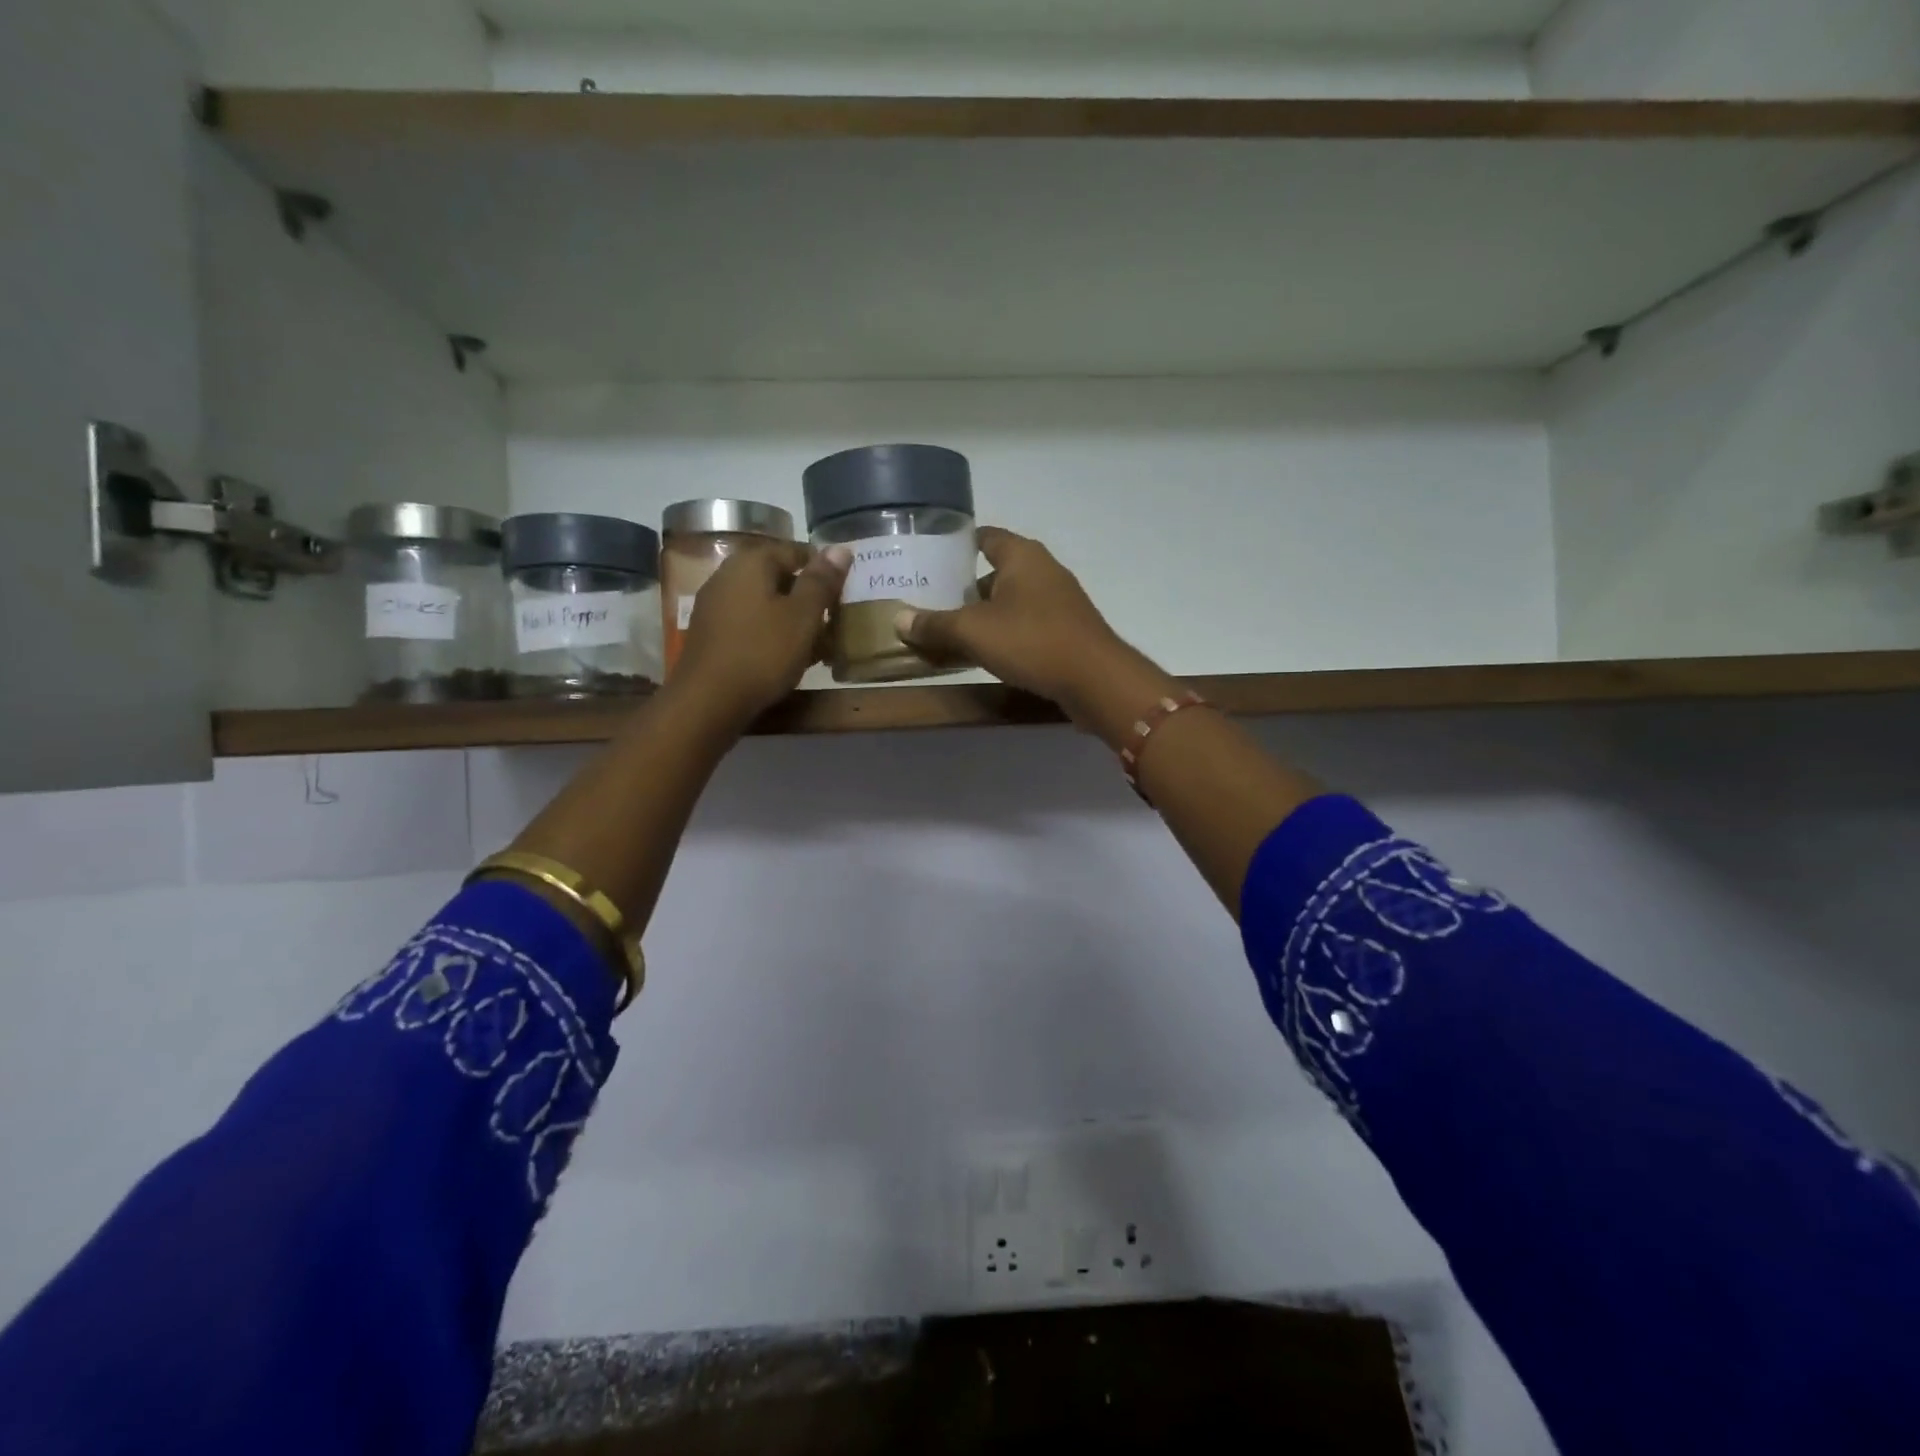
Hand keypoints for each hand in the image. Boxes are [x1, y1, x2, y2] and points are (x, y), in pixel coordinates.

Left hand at [672, 541, 849, 726]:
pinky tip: (784, 657)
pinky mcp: (709, 634)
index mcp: (751, 562)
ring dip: (790, 618)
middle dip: (806, 597)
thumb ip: (822, 580)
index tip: (842, 595)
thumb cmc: (763, 652)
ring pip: (763, 602)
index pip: (796, 551)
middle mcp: (727, 574)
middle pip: (777, 576)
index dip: (823, 571)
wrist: (708, 701)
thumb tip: (841, 547)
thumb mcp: (803, 616)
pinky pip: (749, 623)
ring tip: (814, 644)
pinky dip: (770, 633)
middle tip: (831, 622)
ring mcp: (714, 605)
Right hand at [895, 527, 1152, 725]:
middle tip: (931, 602)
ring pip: (1011, 601)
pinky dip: (1005, 633)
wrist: (1095, 679)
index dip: (958, 545)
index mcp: (1022, 556)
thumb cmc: (1031, 640)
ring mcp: (1059, 601)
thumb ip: (935, 624)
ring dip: (984, 615)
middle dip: (965, 587)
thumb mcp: (973, 632)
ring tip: (951, 632)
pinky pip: (1026, 624)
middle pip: (996, 572)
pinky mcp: (1067, 630)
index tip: (931, 559)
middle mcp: (1043, 570)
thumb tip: (899, 619)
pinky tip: (986, 654)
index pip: (986, 537)